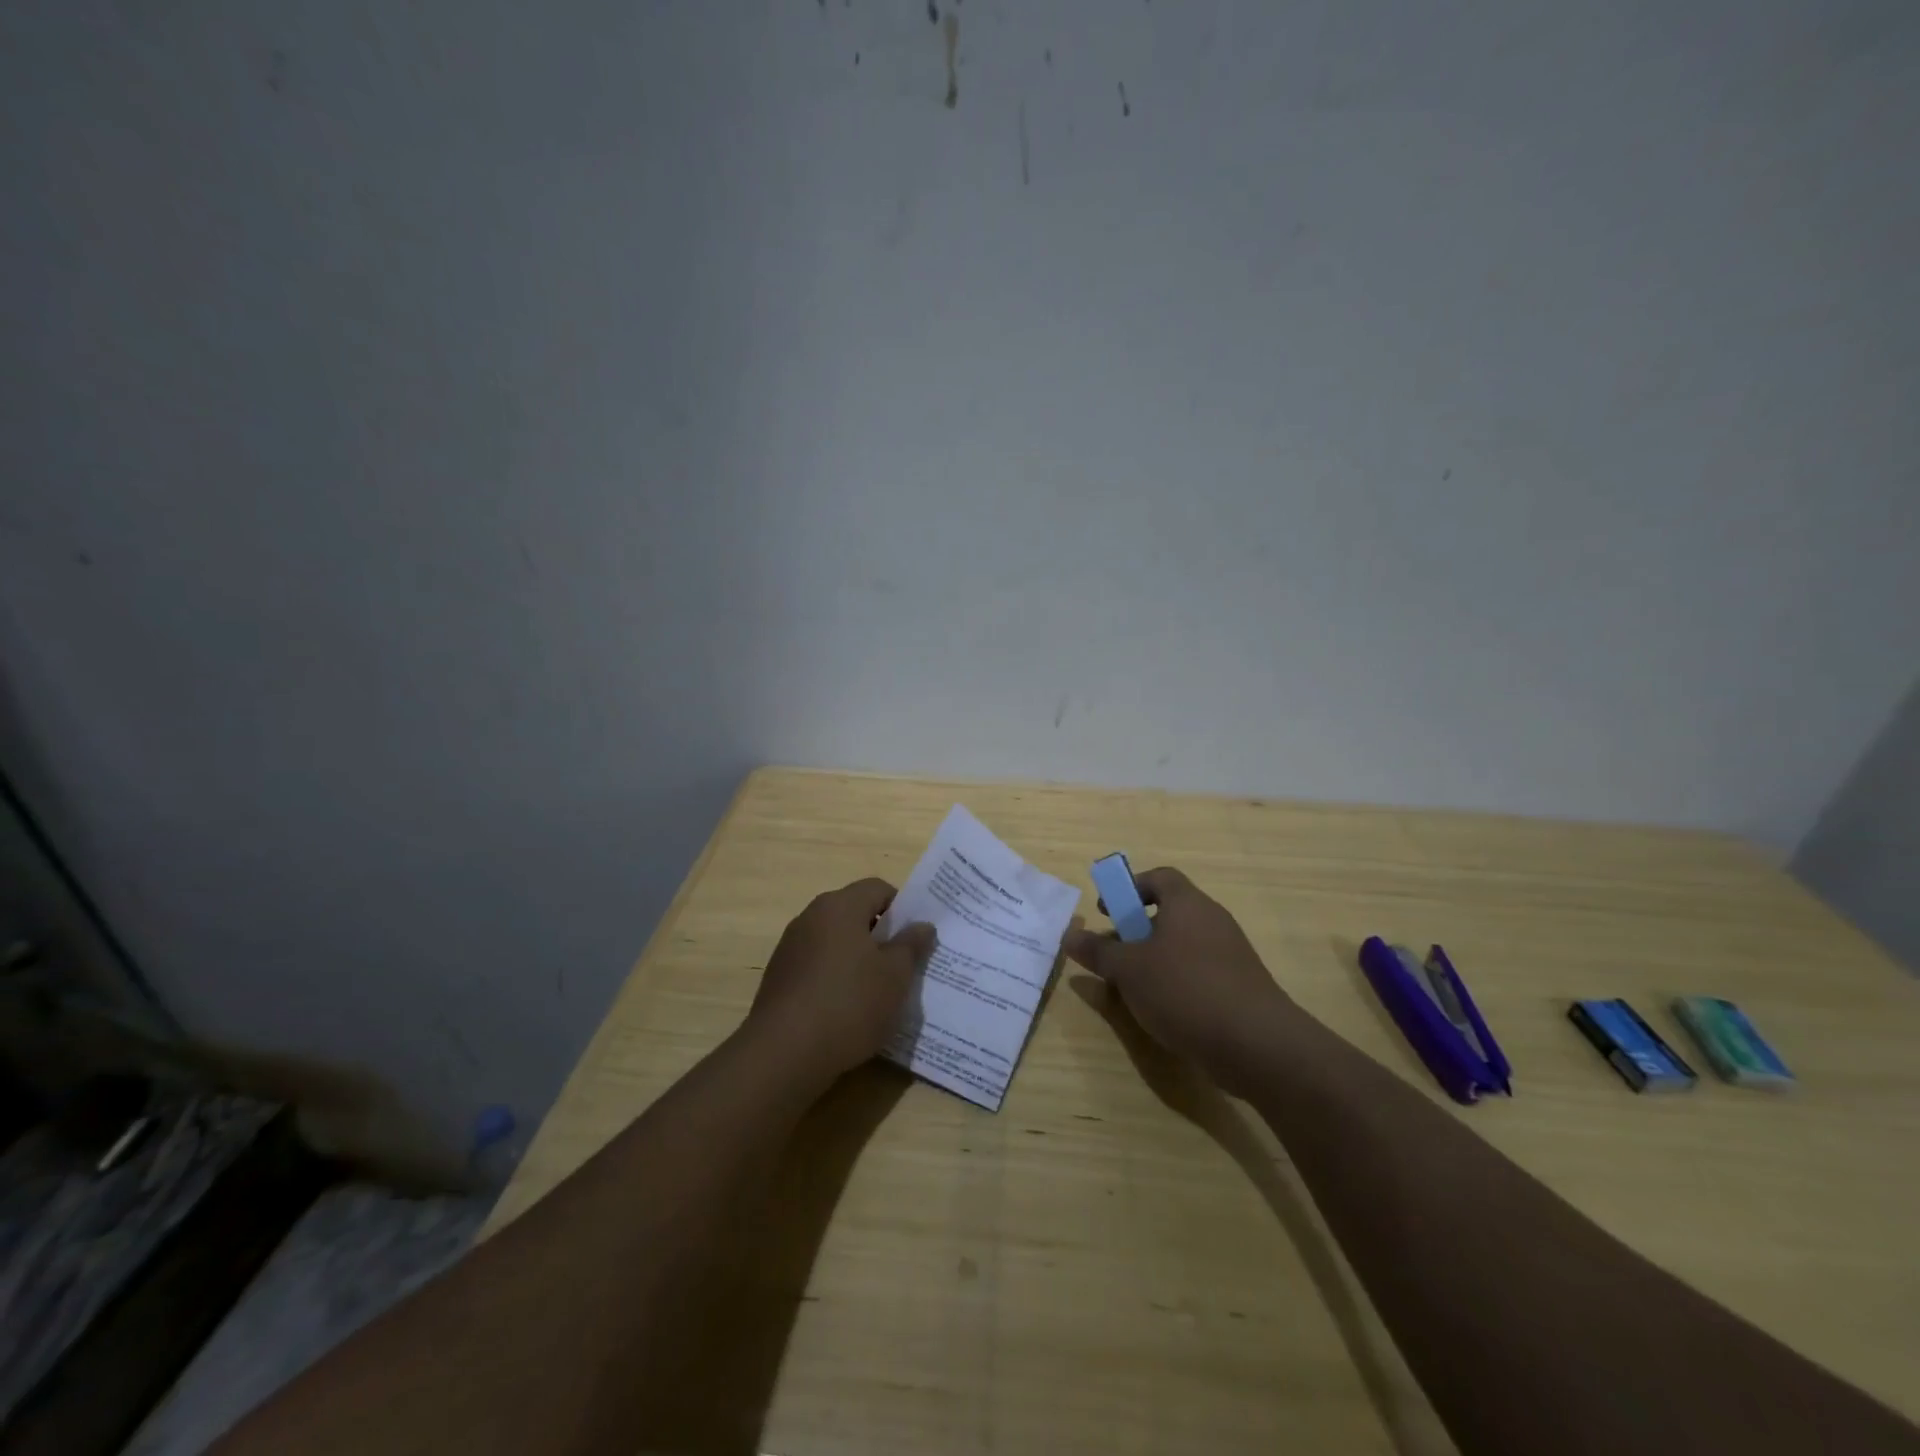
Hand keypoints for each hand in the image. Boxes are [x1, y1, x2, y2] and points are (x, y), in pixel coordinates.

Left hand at [746, 878, 935, 1083]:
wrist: (783, 1053)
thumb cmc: (849, 1004)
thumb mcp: (895, 976)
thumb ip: (911, 945)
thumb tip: (922, 925)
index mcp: (840, 906)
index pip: (878, 888)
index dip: (902, 908)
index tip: (915, 939)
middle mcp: (811, 917)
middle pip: (854, 913)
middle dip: (880, 935)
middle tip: (902, 966)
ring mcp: (790, 947)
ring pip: (835, 941)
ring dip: (857, 958)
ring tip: (876, 992)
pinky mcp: (779, 977)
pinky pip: (817, 965)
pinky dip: (835, 978)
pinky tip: (846, 1010)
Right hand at [1063, 867, 1297, 1090]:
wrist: (1256, 1043)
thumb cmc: (1184, 990)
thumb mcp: (1128, 970)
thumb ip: (1098, 951)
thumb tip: (1069, 935)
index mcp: (1187, 903)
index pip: (1159, 877)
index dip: (1130, 888)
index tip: (1109, 912)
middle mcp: (1212, 920)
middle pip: (1170, 912)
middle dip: (1137, 931)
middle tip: (1115, 955)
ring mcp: (1231, 954)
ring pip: (1184, 946)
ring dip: (1155, 960)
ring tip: (1133, 988)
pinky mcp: (1240, 986)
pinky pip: (1200, 972)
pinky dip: (1177, 983)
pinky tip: (1163, 1011)